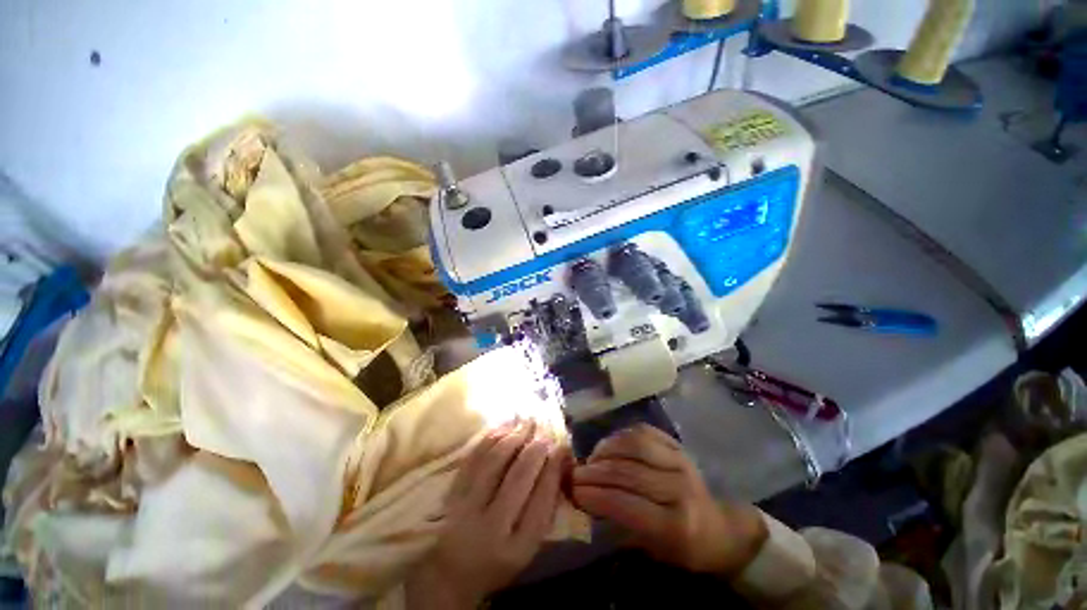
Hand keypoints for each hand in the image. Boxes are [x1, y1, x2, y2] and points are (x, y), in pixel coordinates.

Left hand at [405, 419, 564, 609]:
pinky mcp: (451, 493)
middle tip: (545, 432)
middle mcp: (491, 528)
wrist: (452, 571)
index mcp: (517, 547)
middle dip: (535, 449)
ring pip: (493, 462)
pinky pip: (473, 457)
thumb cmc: (499, 556)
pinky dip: (490, 438)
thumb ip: (545, 507)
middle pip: (518, 478)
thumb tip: (559, 462)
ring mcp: (466, 509)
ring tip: (528, 422)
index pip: (541, 501)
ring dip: (513, 436)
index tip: (562, 447)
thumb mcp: (528, 544)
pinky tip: (504, 426)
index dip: (553, 469)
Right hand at [571, 424, 766, 575]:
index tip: (573, 492)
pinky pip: (641, 431)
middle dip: (594, 473)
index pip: (627, 504)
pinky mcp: (676, 444)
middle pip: (627, 472)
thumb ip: (620, 524)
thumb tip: (584, 500)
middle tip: (574, 475)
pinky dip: (620, 436)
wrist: (720, 527)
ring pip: (632, 445)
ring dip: (605, 450)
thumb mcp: (653, 549)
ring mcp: (679, 459)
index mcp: (677, 523)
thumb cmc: (684, 547)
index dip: (596, 496)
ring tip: (591, 459)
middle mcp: (678, 487)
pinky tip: (609, 446)